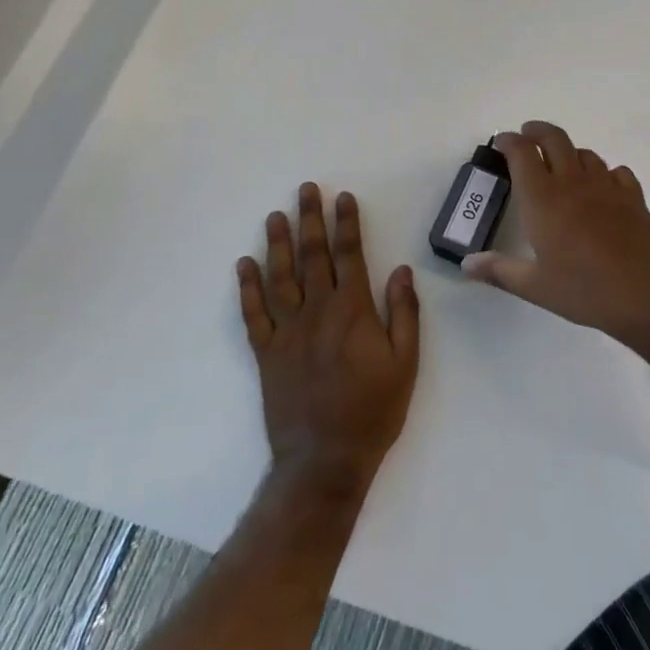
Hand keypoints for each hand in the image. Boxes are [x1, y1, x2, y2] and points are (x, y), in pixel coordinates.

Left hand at [238, 185, 419, 495]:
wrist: (325, 460)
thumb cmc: (373, 410)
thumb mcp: (406, 363)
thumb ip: (403, 313)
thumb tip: (401, 270)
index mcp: (352, 311)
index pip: (349, 255)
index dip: (346, 224)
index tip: (343, 197)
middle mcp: (317, 311)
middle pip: (312, 256)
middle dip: (310, 220)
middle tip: (305, 190)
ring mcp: (287, 331)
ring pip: (280, 277)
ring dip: (278, 244)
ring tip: (275, 216)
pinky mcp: (267, 353)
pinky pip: (253, 314)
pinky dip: (247, 288)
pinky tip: (244, 265)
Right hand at [462, 121, 649, 349]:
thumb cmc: (587, 290)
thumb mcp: (536, 287)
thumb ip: (500, 271)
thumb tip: (467, 264)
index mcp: (543, 199)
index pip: (522, 153)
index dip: (509, 141)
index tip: (500, 142)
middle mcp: (573, 182)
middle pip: (555, 138)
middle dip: (537, 131)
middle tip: (527, 135)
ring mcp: (607, 186)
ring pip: (585, 153)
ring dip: (569, 152)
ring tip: (560, 164)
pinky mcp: (634, 197)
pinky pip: (615, 171)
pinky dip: (603, 172)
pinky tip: (602, 187)